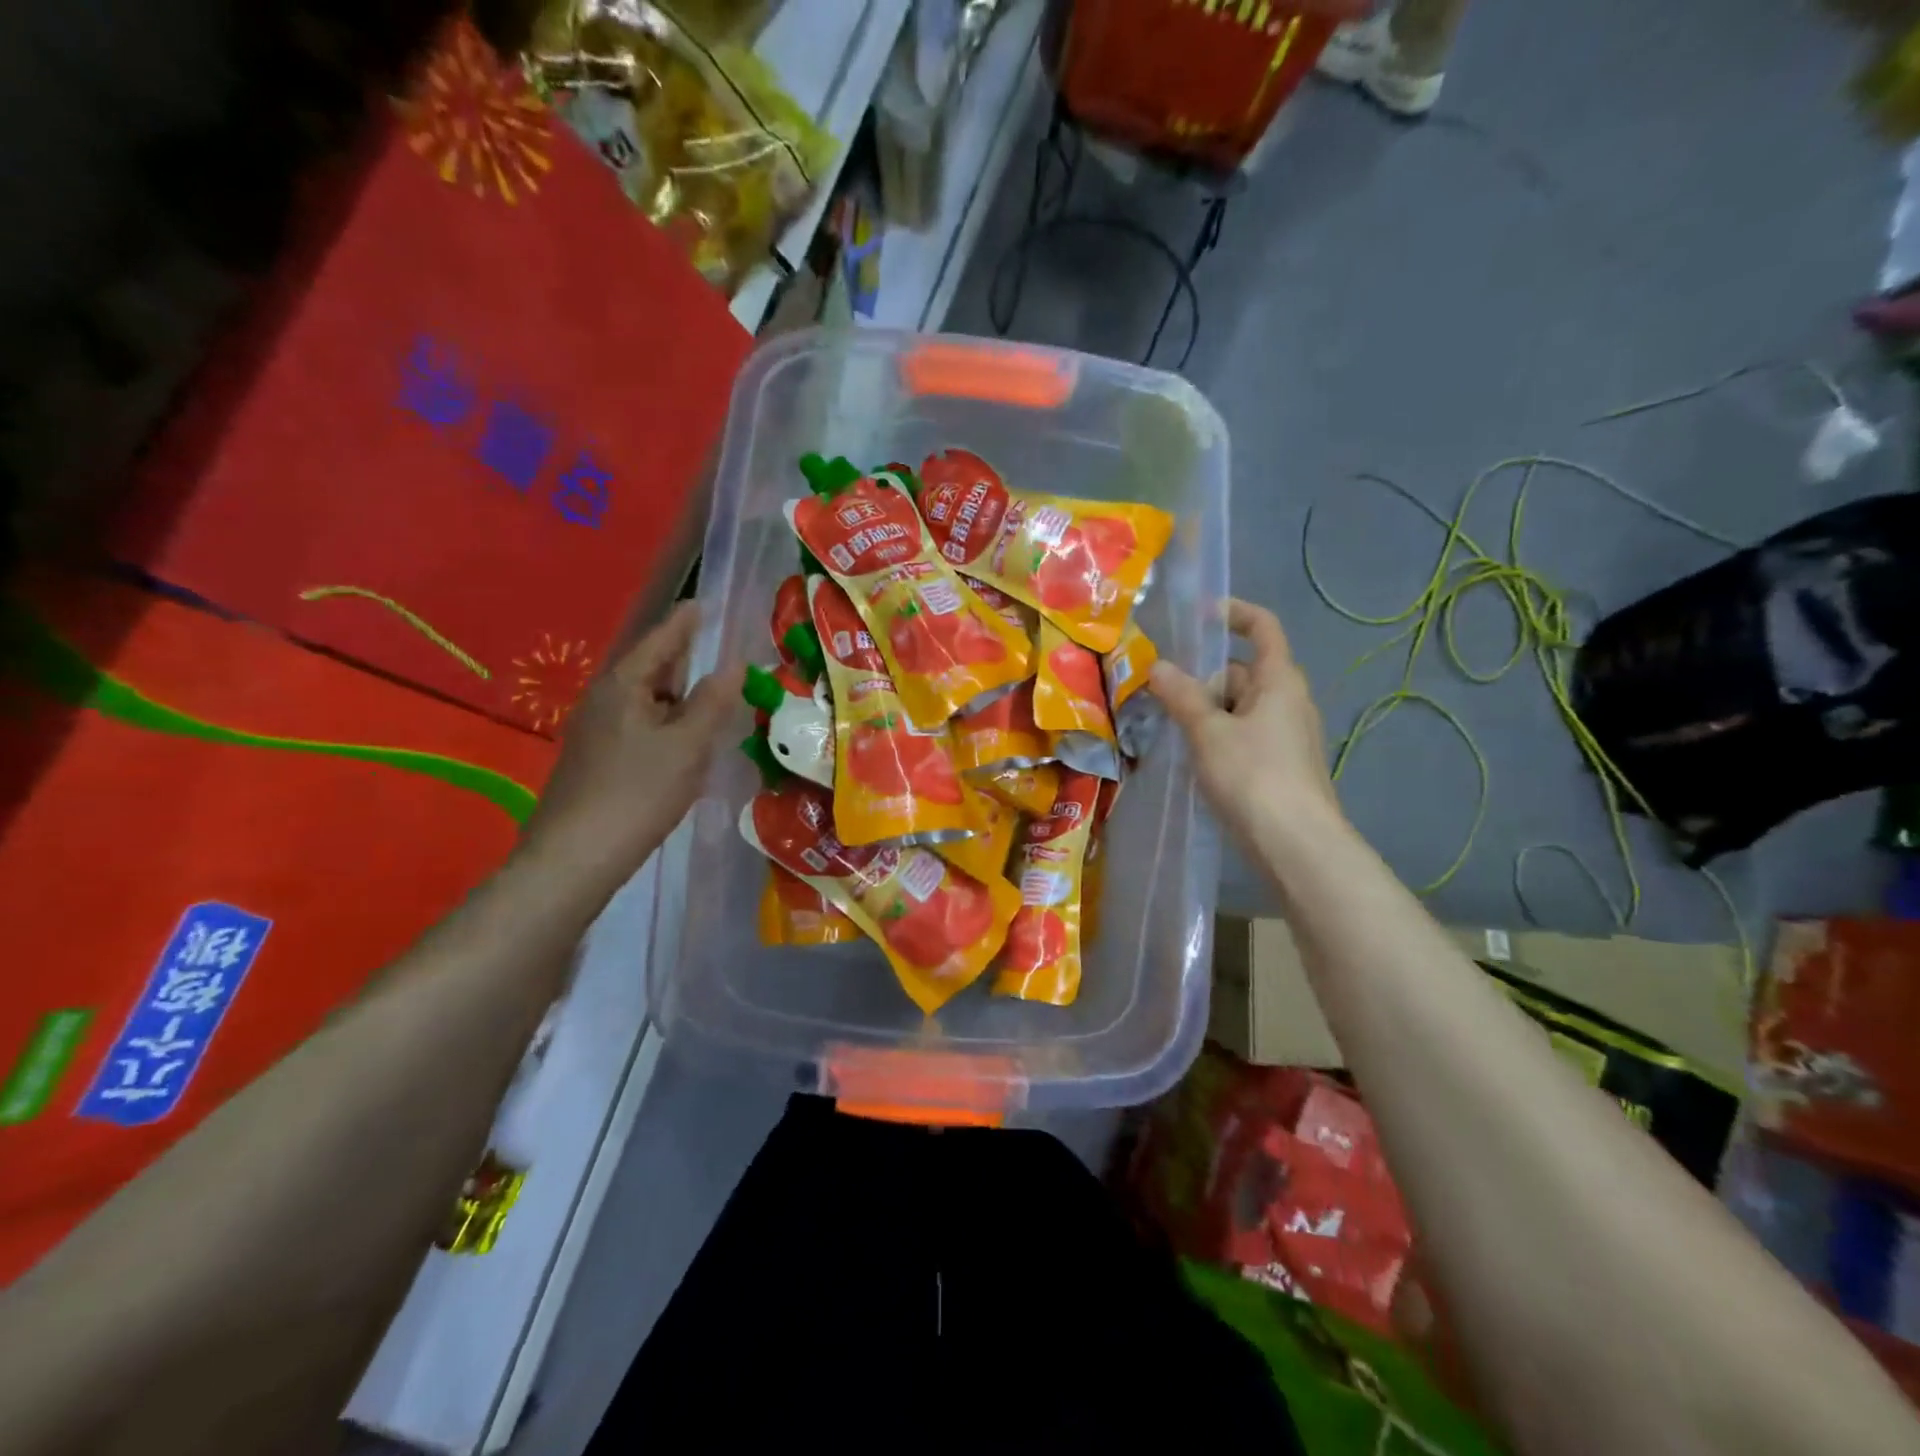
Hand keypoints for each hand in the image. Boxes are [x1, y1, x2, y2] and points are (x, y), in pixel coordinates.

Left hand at [518, 603, 738, 899]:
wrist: (576, 856)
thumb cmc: (638, 792)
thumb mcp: (687, 745)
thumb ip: (712, 702)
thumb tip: (733, 664)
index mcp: (623, 686)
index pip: (659, 641)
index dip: (684, 623)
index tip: (702, 603)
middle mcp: (603, 700)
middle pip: (648, 668)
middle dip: (680, 658)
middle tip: (712, 649)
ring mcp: (594, 731)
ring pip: (643, 700)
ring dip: (675, 695)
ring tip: (707, 696)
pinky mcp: (595, 759)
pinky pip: (636, 724)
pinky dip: (663, 721)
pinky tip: (681, 741)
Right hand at [1148, 598, 1346, 859]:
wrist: (1295, 844)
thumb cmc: (1253, 775)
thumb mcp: (1208, 732)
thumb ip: (1182, 696)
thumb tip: (1158, 666)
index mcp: (1279, 680)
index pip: (1262, 628)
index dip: (1234, 613)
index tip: (1199, 615)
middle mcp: (1288, 701)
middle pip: (1243, 672)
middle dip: (1205, 680)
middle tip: (1165, 697)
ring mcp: (1287, 736)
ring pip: (1239, 708)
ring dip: (1207, 713)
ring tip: (1173, 732)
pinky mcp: (1279, 766)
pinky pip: (1243, 736)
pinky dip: (1218, 738)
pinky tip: (1196, 761)